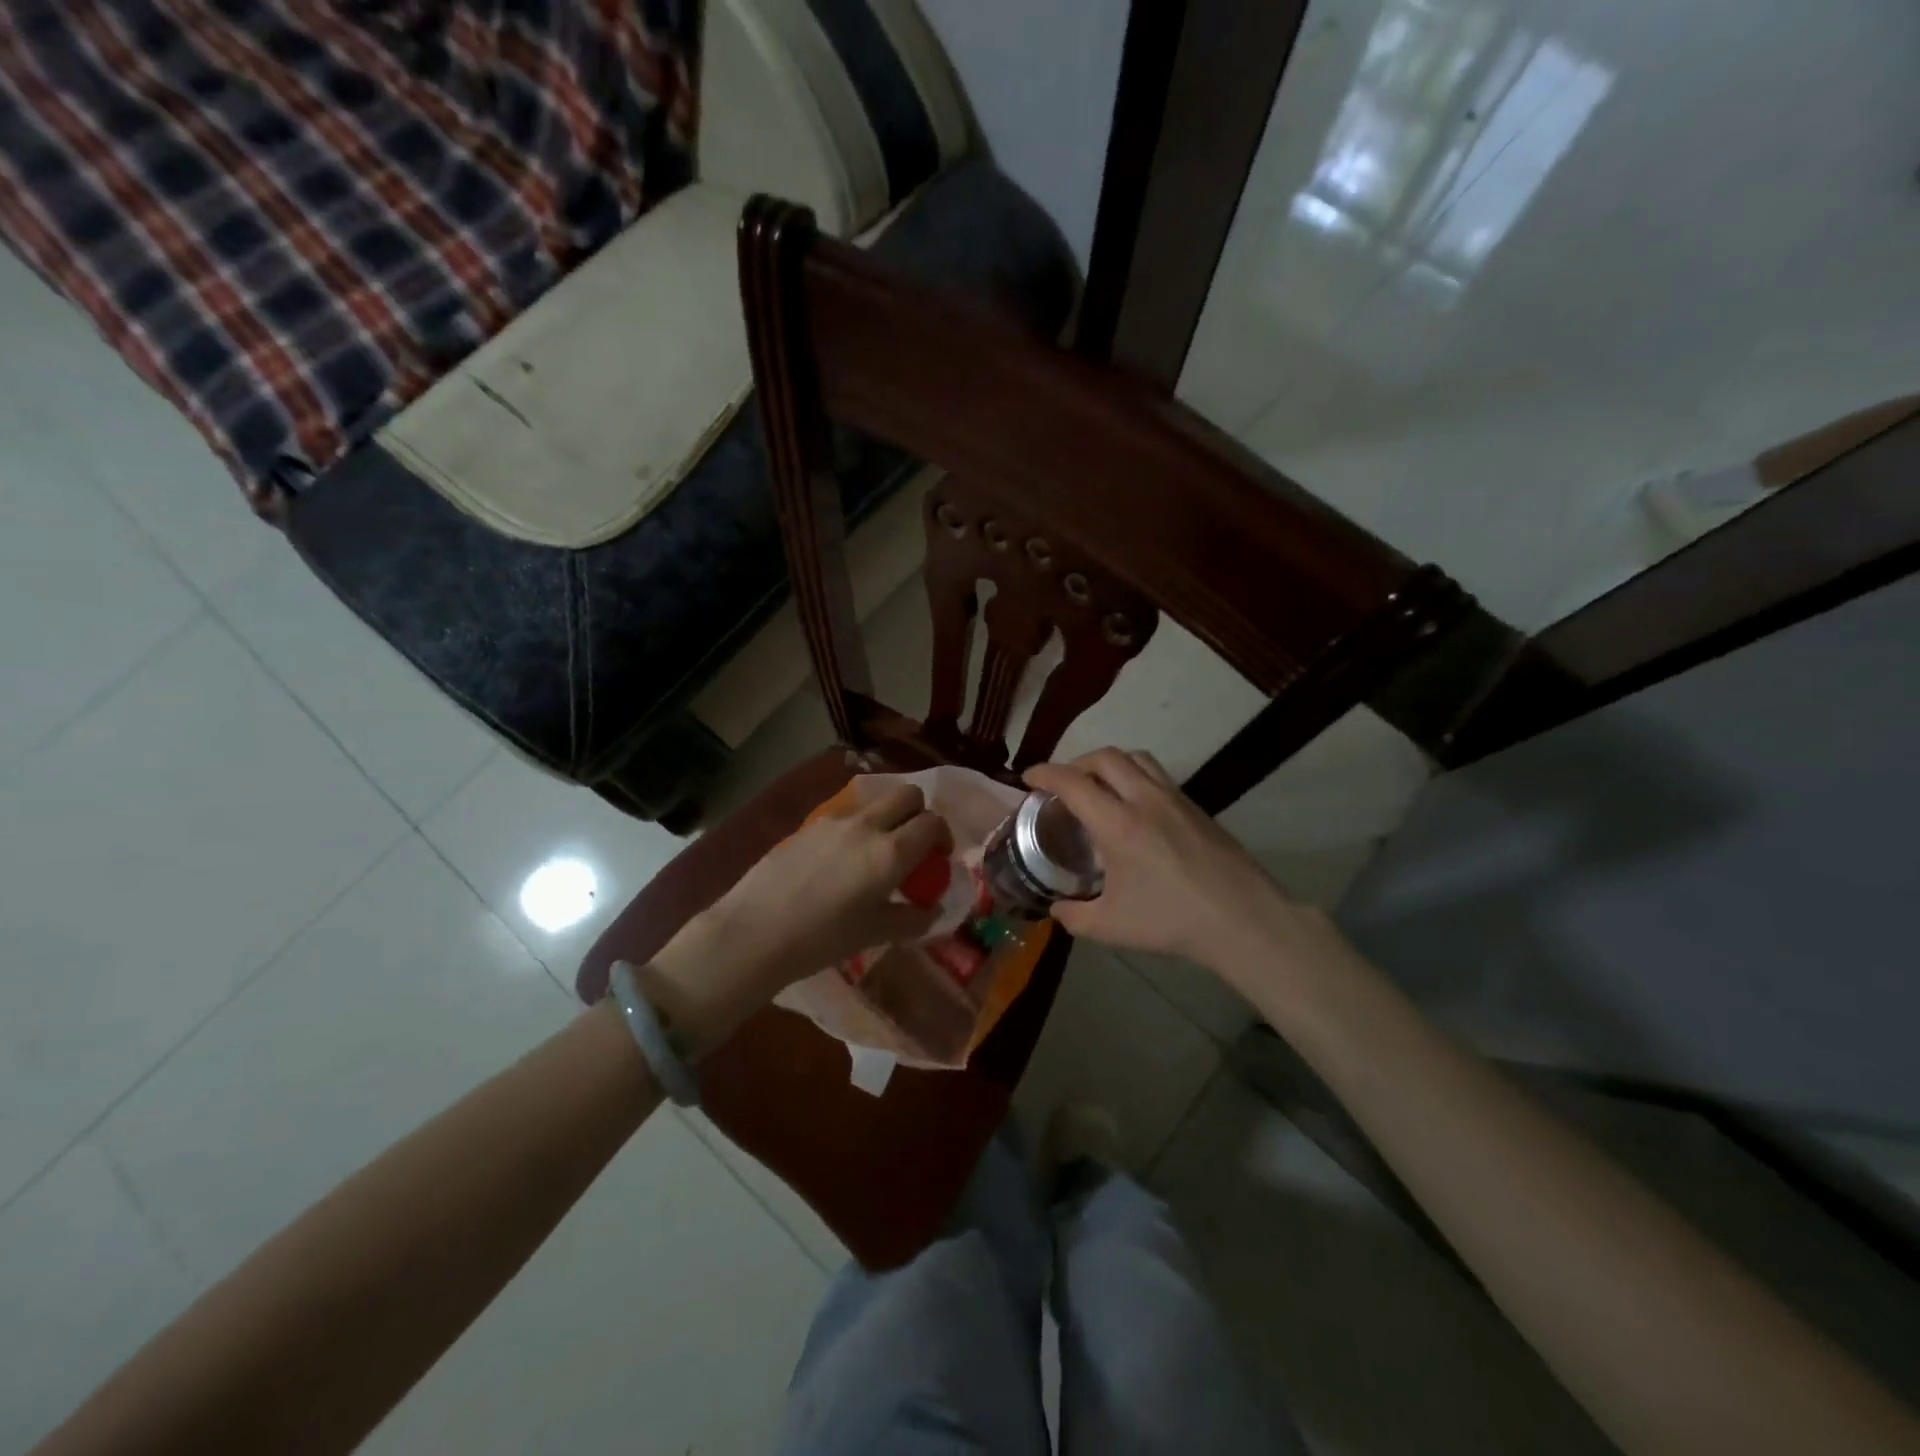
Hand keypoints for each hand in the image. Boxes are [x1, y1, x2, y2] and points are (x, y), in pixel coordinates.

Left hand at [701, 781, 952, 986]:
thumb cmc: (822, 938)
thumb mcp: (875, 934)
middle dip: (919, 814)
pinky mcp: (808, 826)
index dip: (943, 836)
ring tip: (875, 856)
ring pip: (874, 803)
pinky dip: (857, 829)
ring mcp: (834, 821)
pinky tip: (840, 864)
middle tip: (913, 846)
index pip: (932, 823)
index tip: (938, 858)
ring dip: (887, 819)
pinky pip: (845, 817)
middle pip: (907, 795)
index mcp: (890, 852)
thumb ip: (912, 919)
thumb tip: (933, 910)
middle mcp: (866, 826)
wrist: (756, 931)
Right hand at [1024, 749, 1297, 970]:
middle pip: (1103, 757)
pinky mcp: (1195, 807)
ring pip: (1134, 758)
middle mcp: (1144, 799)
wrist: (1242, 918)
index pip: (1072, 782)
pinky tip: (1133, 806)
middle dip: (1074, 763)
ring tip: (1097, 786)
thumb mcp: (1110, 927)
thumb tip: (1056, 909)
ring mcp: (1174, 799)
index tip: (1027, 778)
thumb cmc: (1172, 921)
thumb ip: (1073, 916)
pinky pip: (1156, 774)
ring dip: (1107, 764)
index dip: (1044, 773)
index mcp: (1118, 823)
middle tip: (1061, 784)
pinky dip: (1133, 776)